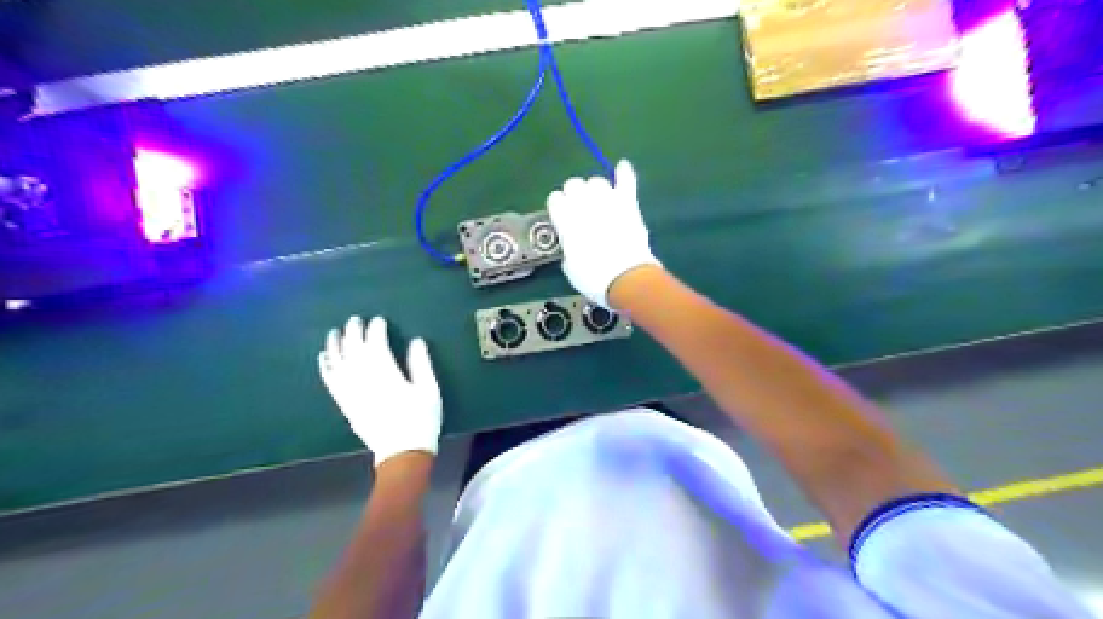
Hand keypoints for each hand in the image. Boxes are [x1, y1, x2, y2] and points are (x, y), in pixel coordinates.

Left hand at [316, 317, 443, 465]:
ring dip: (335, 346)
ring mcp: (351, 393)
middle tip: (355, 319)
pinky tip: (324, 357)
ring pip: (338, 363)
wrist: (402, 453)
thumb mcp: (429, 390)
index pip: (376, 345)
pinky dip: (326, 367)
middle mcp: (364, 380)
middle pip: (354, 350)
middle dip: (354, 332)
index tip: (379, 320)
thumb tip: (416, 341)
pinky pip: (331, 381)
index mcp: (387, 375)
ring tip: (335, 332)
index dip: (376, 330)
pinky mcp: (345, 404)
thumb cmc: (421, 420)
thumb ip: (421, 364)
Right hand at [544, 157, 657, 307]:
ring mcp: (608, 200)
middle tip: (581, 210)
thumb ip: (569, 246)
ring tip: (598, 201)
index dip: (558, 207)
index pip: (555, 198)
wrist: (626, 277)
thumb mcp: (570, 266)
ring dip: (595, 189)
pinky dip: (624, 172)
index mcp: (565, 219)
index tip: (562, 217)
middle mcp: (584, 203)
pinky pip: (626, 180)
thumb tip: (574, 243)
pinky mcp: (628, 203)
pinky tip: (622, 166)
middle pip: (574, 184)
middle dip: (575, 194)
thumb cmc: (593, 277)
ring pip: (597, 181)